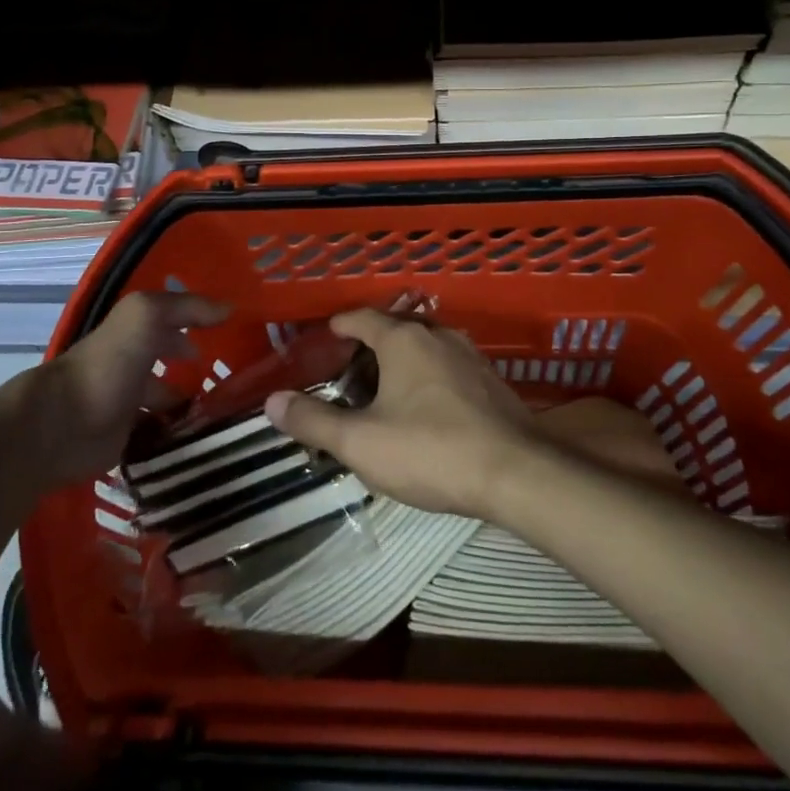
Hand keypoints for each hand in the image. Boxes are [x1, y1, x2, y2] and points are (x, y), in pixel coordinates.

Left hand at [29, 291, 228, 485]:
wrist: (65, 425)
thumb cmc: (108, 364)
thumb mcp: (146, 316)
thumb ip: (187, 307)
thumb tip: (229, 308)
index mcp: (135, 334)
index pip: (174, 324)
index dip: (200, 325)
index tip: (233, 336)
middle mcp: (132, 366)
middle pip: (171, 363)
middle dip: (198, 369)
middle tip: (236, 380)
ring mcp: (129, 405)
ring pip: (168, 402)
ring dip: (193, 406)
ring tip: (228, 414)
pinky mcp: (126, 442)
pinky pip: (160, 437)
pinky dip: (178, 438)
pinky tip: (205, 440)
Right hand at [264, 308, 535, 516]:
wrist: (517, 473)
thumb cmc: (430, 450)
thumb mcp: (361, 442)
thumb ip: (314, 421)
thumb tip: (272, 402)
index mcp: (403, 339)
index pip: (363, 317)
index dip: (341, 325)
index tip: (326, 336)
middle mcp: (437, 336)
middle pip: (395, 329)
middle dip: (369, 346)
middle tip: (348, 371)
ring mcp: (469, 356)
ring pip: (424, 348)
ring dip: (401, 362)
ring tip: (383, 391)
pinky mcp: (491, 381)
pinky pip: (448, 368)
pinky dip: (428, 378)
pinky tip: (425, 409)